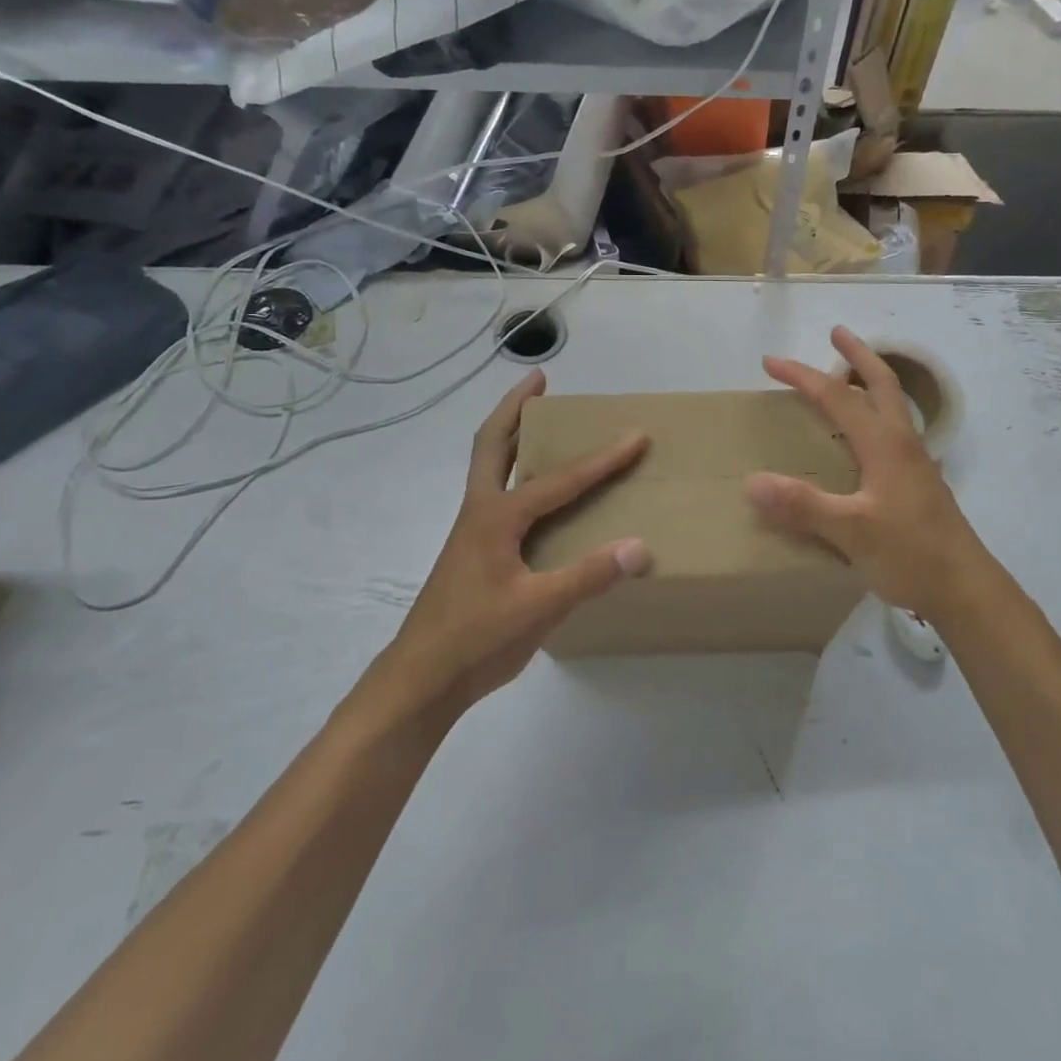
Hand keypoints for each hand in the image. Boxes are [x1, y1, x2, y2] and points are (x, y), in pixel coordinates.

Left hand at [360, 370, 651, 721]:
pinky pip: (498, 495)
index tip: (635, 435)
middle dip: (516, 408)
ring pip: (491, 467)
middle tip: (539, 380)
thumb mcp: (538, 608)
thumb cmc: (475, 640)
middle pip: (493, 444)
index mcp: (496, 517)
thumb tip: (640, 547)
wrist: (419, 681)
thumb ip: (588, 576)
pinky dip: (515, 472)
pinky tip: (538, 493)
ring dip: (512, 436)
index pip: (560, 479)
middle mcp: (481, 512)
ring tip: (539, 419)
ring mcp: (473, 532)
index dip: (602, 459)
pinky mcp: (475, 551)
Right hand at [746, 327, 988, 624]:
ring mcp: (915, 461)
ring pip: (892, 405)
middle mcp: (902, 442)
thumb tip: (752, 482)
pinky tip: (865, 437)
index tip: (770, 362)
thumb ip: (804, 506)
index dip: (801, 376)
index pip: (836, 397)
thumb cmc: (910, 554)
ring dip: (870, 380)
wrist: (965, 588)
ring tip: (848, 375)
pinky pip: (893, 430)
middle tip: (836, 333)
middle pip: (881, 383)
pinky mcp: (919, 481)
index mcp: (884, 444)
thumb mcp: (852, 532)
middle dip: (857, 354)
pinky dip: (875, 413)